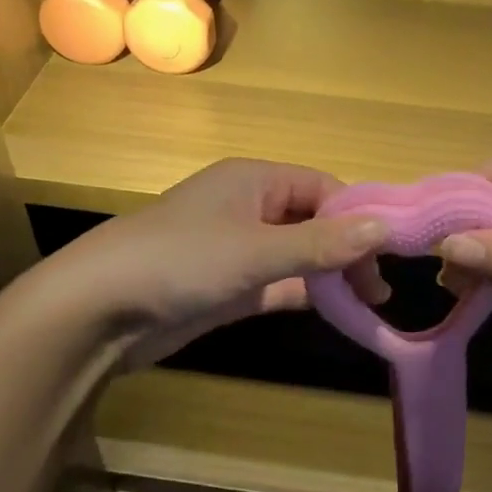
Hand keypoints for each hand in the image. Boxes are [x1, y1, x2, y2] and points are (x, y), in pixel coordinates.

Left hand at [34, 159, 389, 370]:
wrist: (100, 309)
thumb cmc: (182, 261)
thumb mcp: (258, 251)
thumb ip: (322, 243)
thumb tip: (386, 228)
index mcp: (255, 180)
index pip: (324, 188)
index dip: (359, 217)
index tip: (392, 253)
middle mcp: (249, 207)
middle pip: (314, 221)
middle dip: (347, 250)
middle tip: (378, 290)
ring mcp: (237, 247)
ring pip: (297, 254)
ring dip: (330, 274)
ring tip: (368, 304)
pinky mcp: (226, 285)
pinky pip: (277, 282)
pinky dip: (303, 292)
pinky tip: (331, 310)